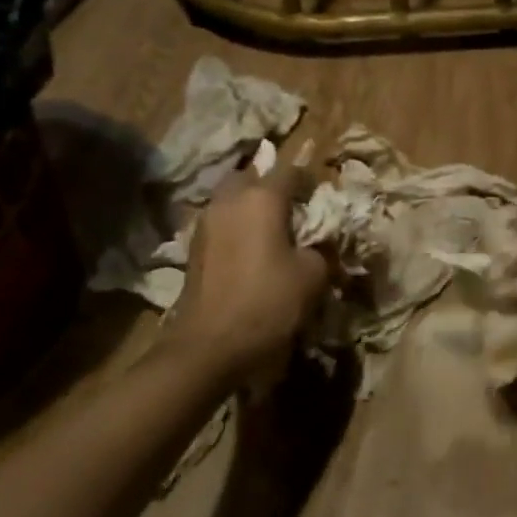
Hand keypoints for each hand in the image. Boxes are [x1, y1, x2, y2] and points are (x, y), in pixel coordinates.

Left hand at [169, 161, 327, 382]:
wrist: (209, 346)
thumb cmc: (268, 302)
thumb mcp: (313, 276)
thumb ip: (321, 250)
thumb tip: (319, 244)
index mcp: (262, 198)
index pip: (290, 170)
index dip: (309, 178)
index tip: (321, 193)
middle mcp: (230, 200)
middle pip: (252, 176)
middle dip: (271, 184)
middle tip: (293, 205)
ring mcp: (206, 222)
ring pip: (232, 198)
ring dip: (251, 205)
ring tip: (272, 227)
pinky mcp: (194, 247)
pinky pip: (221, 222)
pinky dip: (237, 226)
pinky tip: (251, 248)